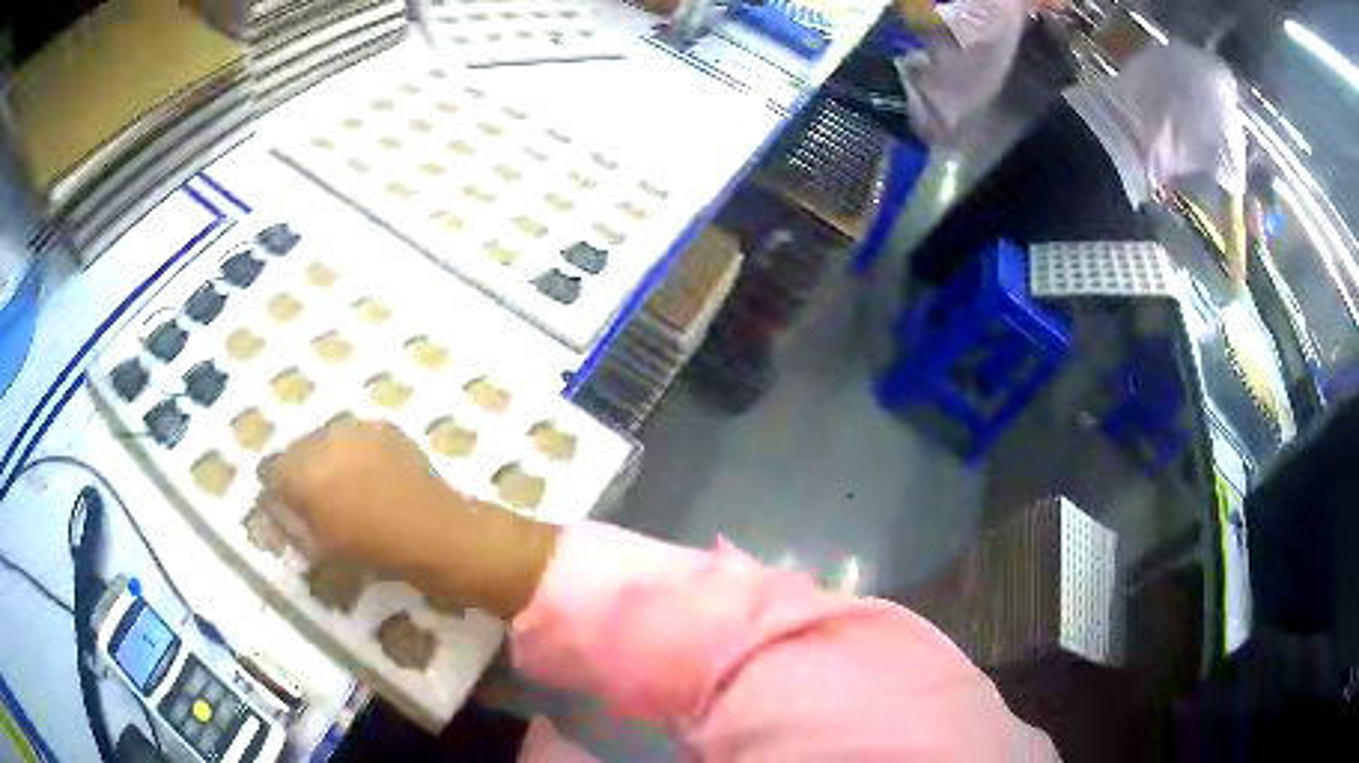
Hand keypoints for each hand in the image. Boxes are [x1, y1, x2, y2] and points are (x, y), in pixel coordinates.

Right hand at [259, 420, 559, 618]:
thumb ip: (293, 523)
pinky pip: (353, 436)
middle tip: (312, 497)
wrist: (440, 534)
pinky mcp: (383, 428)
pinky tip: (368, 475)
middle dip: (298, 471)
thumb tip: (279, 510)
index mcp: (302, 473)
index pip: (270, 471)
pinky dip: (352, 452)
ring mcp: (356, 429)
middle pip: (296, 449)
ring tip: (341, 485)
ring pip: (324, 439)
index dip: (275, 491)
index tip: (283, 506)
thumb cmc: (377, 552)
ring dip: (324, 458)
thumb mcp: (323, 547)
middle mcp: (323, 440)